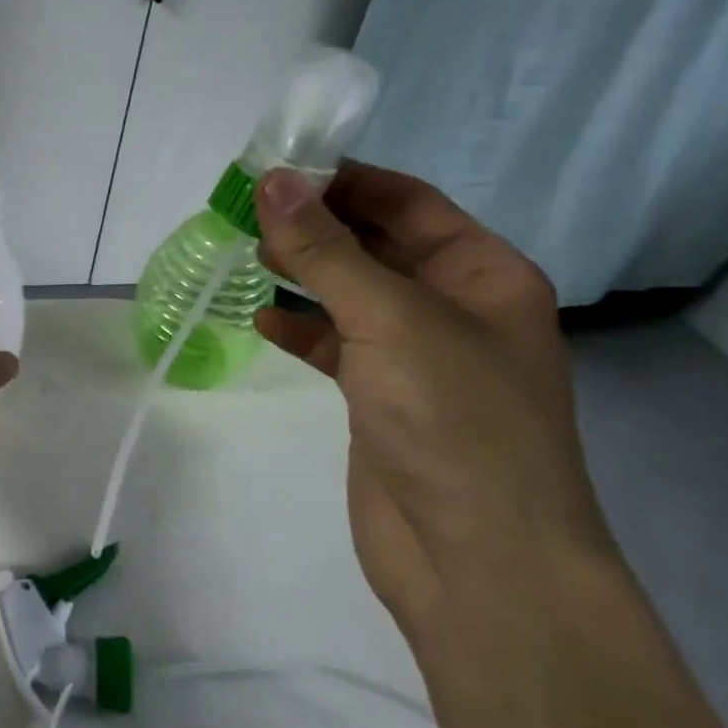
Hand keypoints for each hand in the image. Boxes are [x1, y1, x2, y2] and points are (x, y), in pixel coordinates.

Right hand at [252, 163, 616, 628]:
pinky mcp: (381, 398)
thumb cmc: (454, 421)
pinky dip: (299, 327)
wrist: (477, 561)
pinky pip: (335, 343)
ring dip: (301, 272)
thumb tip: (272, 181)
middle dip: (314, 224)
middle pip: (375, 244)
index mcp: (483, 274)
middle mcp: (453, 307)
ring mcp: (417, 356)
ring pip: (349, 293)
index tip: (275, 167)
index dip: (344, 179)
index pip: (408, 202)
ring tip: (245, 253)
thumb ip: (325, 250)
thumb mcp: (389, 318)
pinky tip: (260, 319)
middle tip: (245, 209)